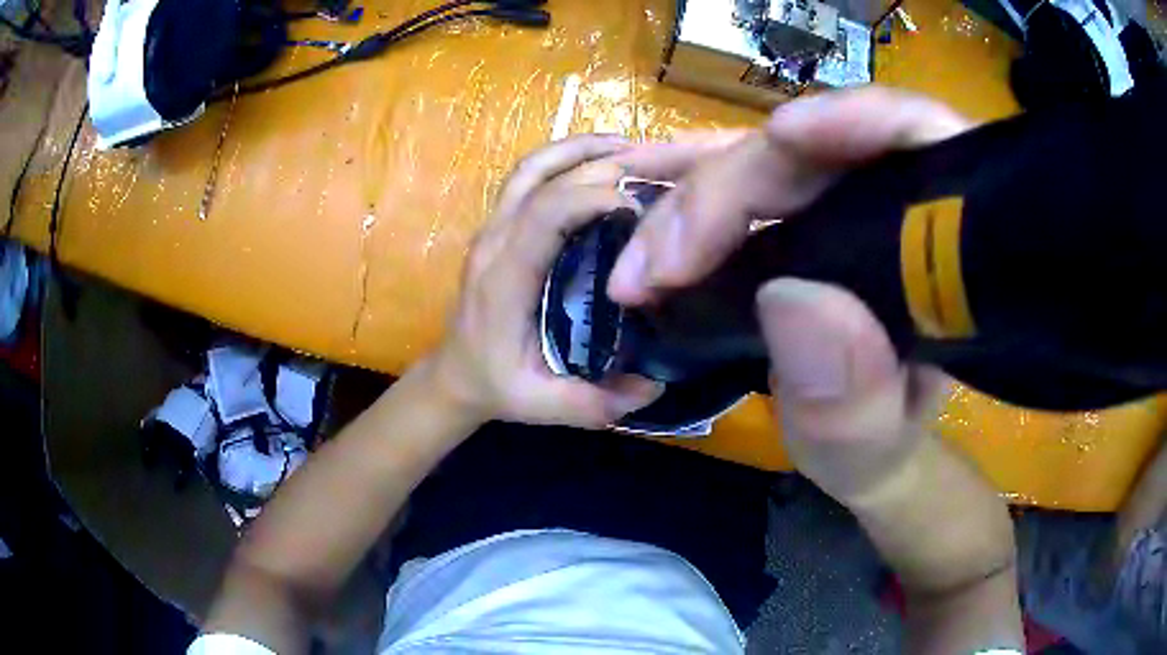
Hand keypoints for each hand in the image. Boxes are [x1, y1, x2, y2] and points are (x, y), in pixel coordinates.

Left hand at [428, 135, 666, 428]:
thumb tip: (655, 388)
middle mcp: (494, 242)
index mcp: (504, 279)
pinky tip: (599, 162)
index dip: (593, 196)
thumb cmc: (497, 385)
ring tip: (628, 147)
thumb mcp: (541, 406)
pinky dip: (563, 159)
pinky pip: (527, 177)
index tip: (640, 207)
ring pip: (529, 167)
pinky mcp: (497, 227)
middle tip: (651, 168)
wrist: (455, 374)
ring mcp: (491, 229)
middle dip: (596, 164)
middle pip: (539, 177)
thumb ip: (592, 403)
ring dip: (577, 149)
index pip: (545, 213)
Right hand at [607, 87, 972, 502]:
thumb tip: (790, 297)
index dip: (865, 119)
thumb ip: (852, 398)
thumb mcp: (869, 445)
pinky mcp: (797, 215)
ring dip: (693, 190)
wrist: (865, 446)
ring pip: (766, 157)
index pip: (926, 144)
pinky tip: (645, 219)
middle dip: (731, 184)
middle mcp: (894, 207)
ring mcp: (839, 203)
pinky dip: (688, 196)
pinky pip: (739, 181)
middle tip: (660, 261)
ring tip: (641, 254)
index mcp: (941, 252)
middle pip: (818, 147)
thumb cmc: (879, 444)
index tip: (787, 135)